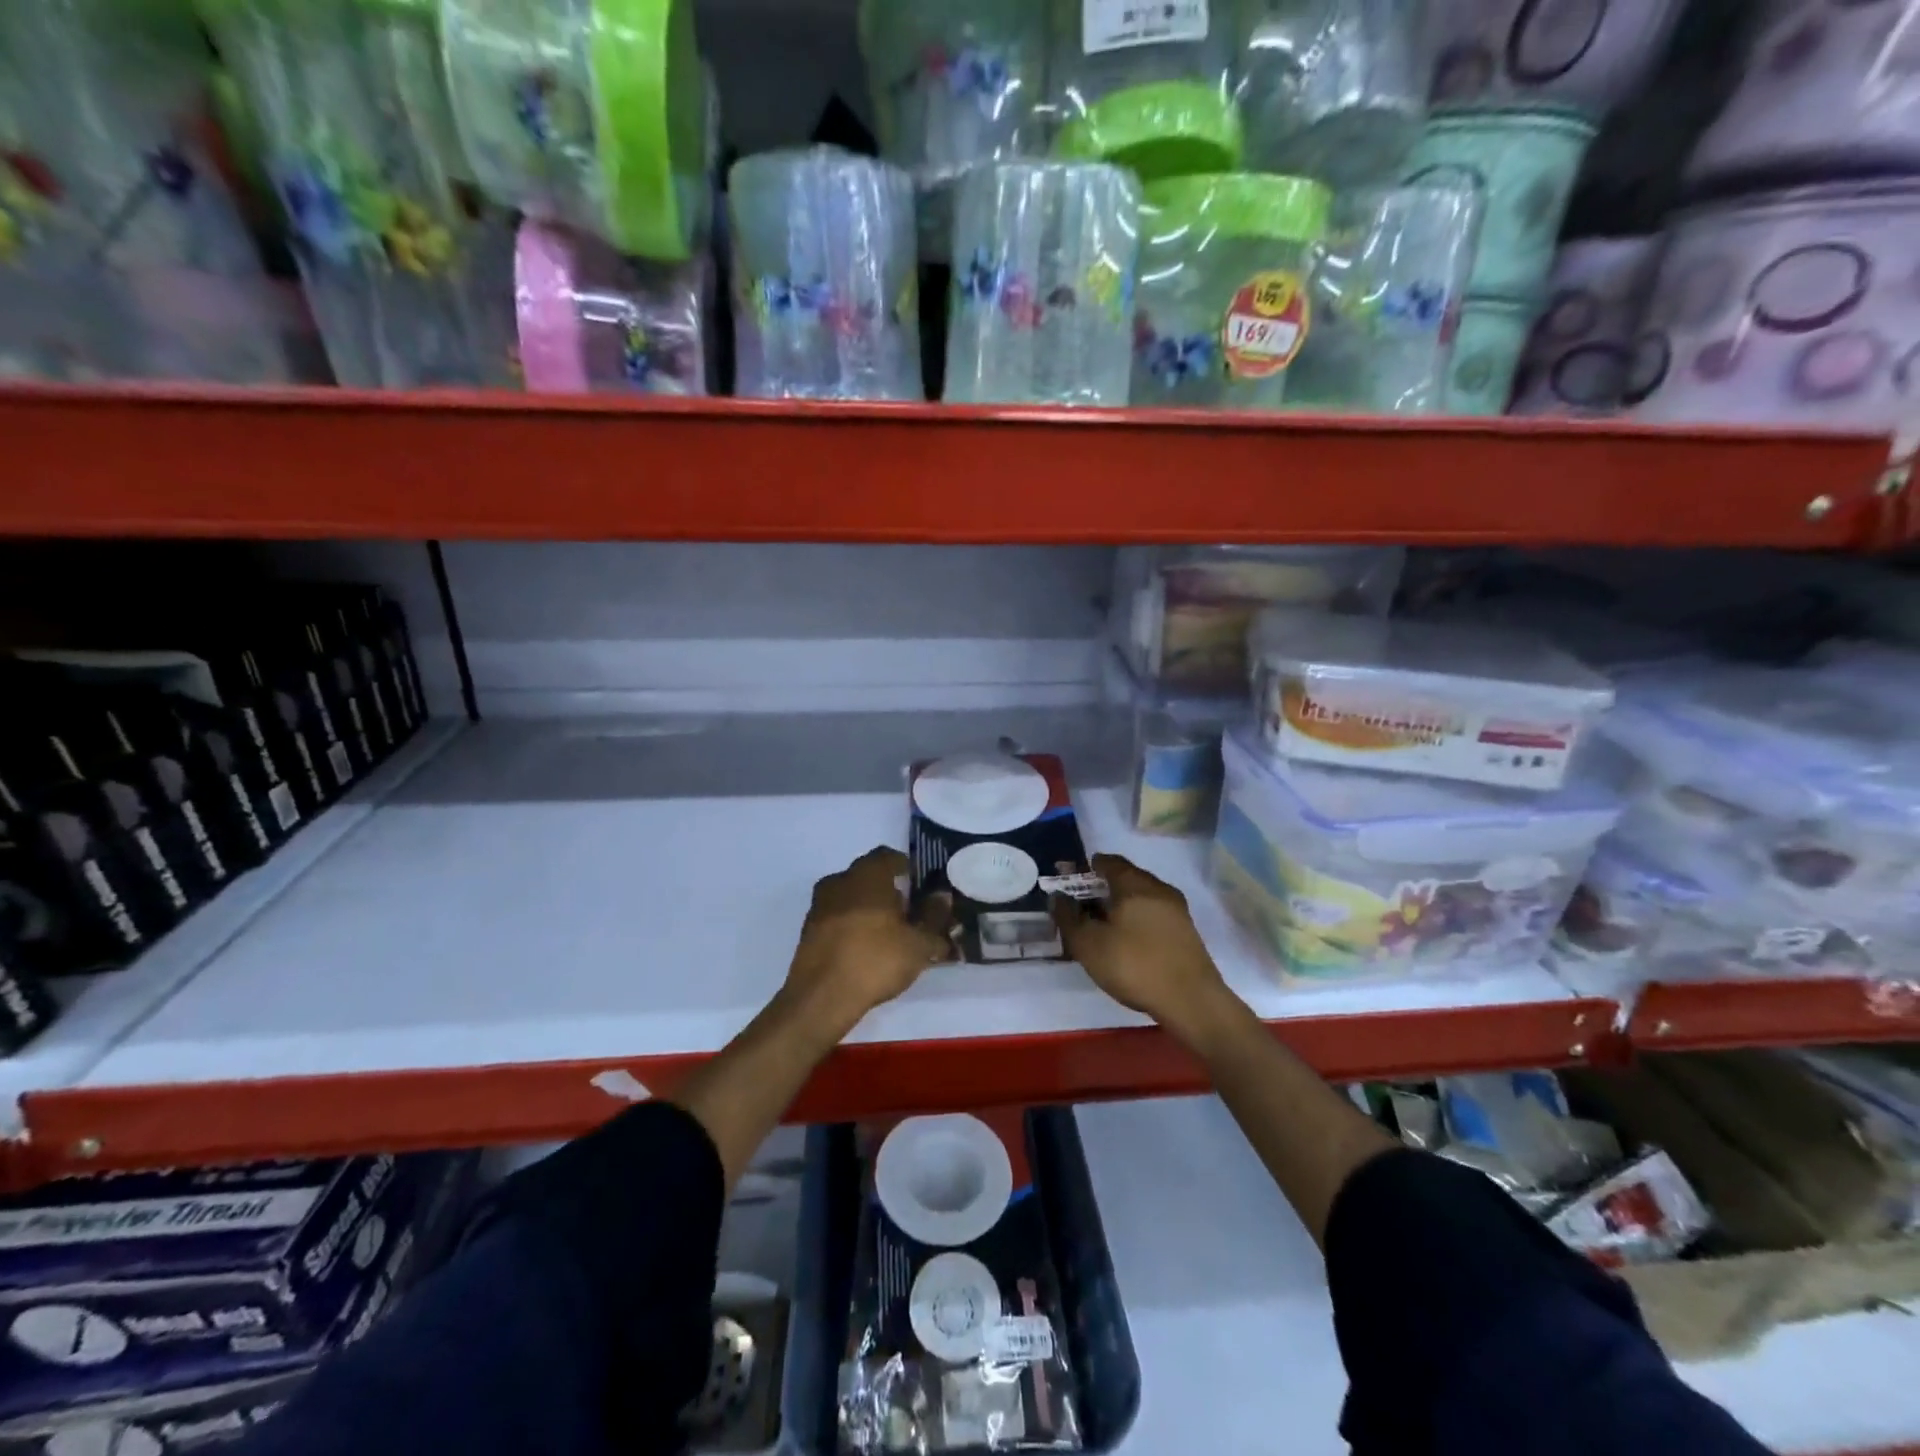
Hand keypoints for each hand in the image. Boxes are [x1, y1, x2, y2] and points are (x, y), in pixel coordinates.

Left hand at [780, 846, 953, 1040]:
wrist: (821, 997)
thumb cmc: (876, 959)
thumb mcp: (919, 943)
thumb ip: (934, 917)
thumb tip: (942, 897)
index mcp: (867, 874)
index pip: (889, 857)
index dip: (906, 869)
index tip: (919, 886)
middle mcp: (839, 880)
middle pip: (868, 876)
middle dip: (888, 890)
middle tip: (908, 913)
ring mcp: (819, 905)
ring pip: (850, 897)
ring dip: (868, 908)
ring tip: (889, 934)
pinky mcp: (808, 931)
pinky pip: (837, 918)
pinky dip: (852, 926)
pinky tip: (866, 949)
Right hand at [1051, 854, 1239, 1049]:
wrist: (1191, 1001)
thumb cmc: (1134, 965)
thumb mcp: (1088, 944)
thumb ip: (1068, 917)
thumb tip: (1058, 897)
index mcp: (1134, 884)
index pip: (1108, 862)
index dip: (1086, 869)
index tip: (1070, 881)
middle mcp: (1159, 889)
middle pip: (1126, 878)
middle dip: (1102, 888)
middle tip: (1082, 906)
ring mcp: (1176, 910)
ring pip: (1141, 898)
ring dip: (1120, 906)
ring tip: (1101, 926)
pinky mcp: (1186, 932)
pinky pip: (1153, 915)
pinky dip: (1136, 919)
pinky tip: (1126, 941)